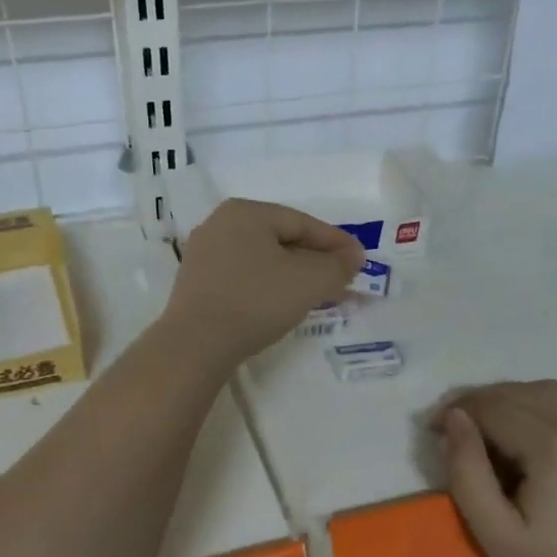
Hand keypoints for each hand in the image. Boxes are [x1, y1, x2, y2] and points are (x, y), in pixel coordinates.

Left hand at [163, 199, 364, 365]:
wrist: (196, 345)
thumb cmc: (256, 301)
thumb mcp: (309, 282)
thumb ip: (337, 266)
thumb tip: (352, 257)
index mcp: (246, 212)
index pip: (302, 223)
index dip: (336, 242)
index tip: (360, 261)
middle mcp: (220, 224)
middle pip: (281, 239)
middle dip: (314, 260)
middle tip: (341, 279)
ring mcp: (204, 254)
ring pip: (262, 259)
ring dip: (293, 274)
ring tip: (316, 294)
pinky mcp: (196, 283)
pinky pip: (243, 276)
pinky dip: (268, 286)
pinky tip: (281, 304)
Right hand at [434, 380, 556, 556]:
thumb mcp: (494, 533)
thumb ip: (467, 472)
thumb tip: (454, 418)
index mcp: (556, 448)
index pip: (495, 408)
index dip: (458, 410)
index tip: (434, 425)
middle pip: (522, 393)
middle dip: (483, 402)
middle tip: (458, 423)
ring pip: (553, 393)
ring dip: (516, 399)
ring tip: (494, 425)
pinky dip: (550, 409)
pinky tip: (537, 435)